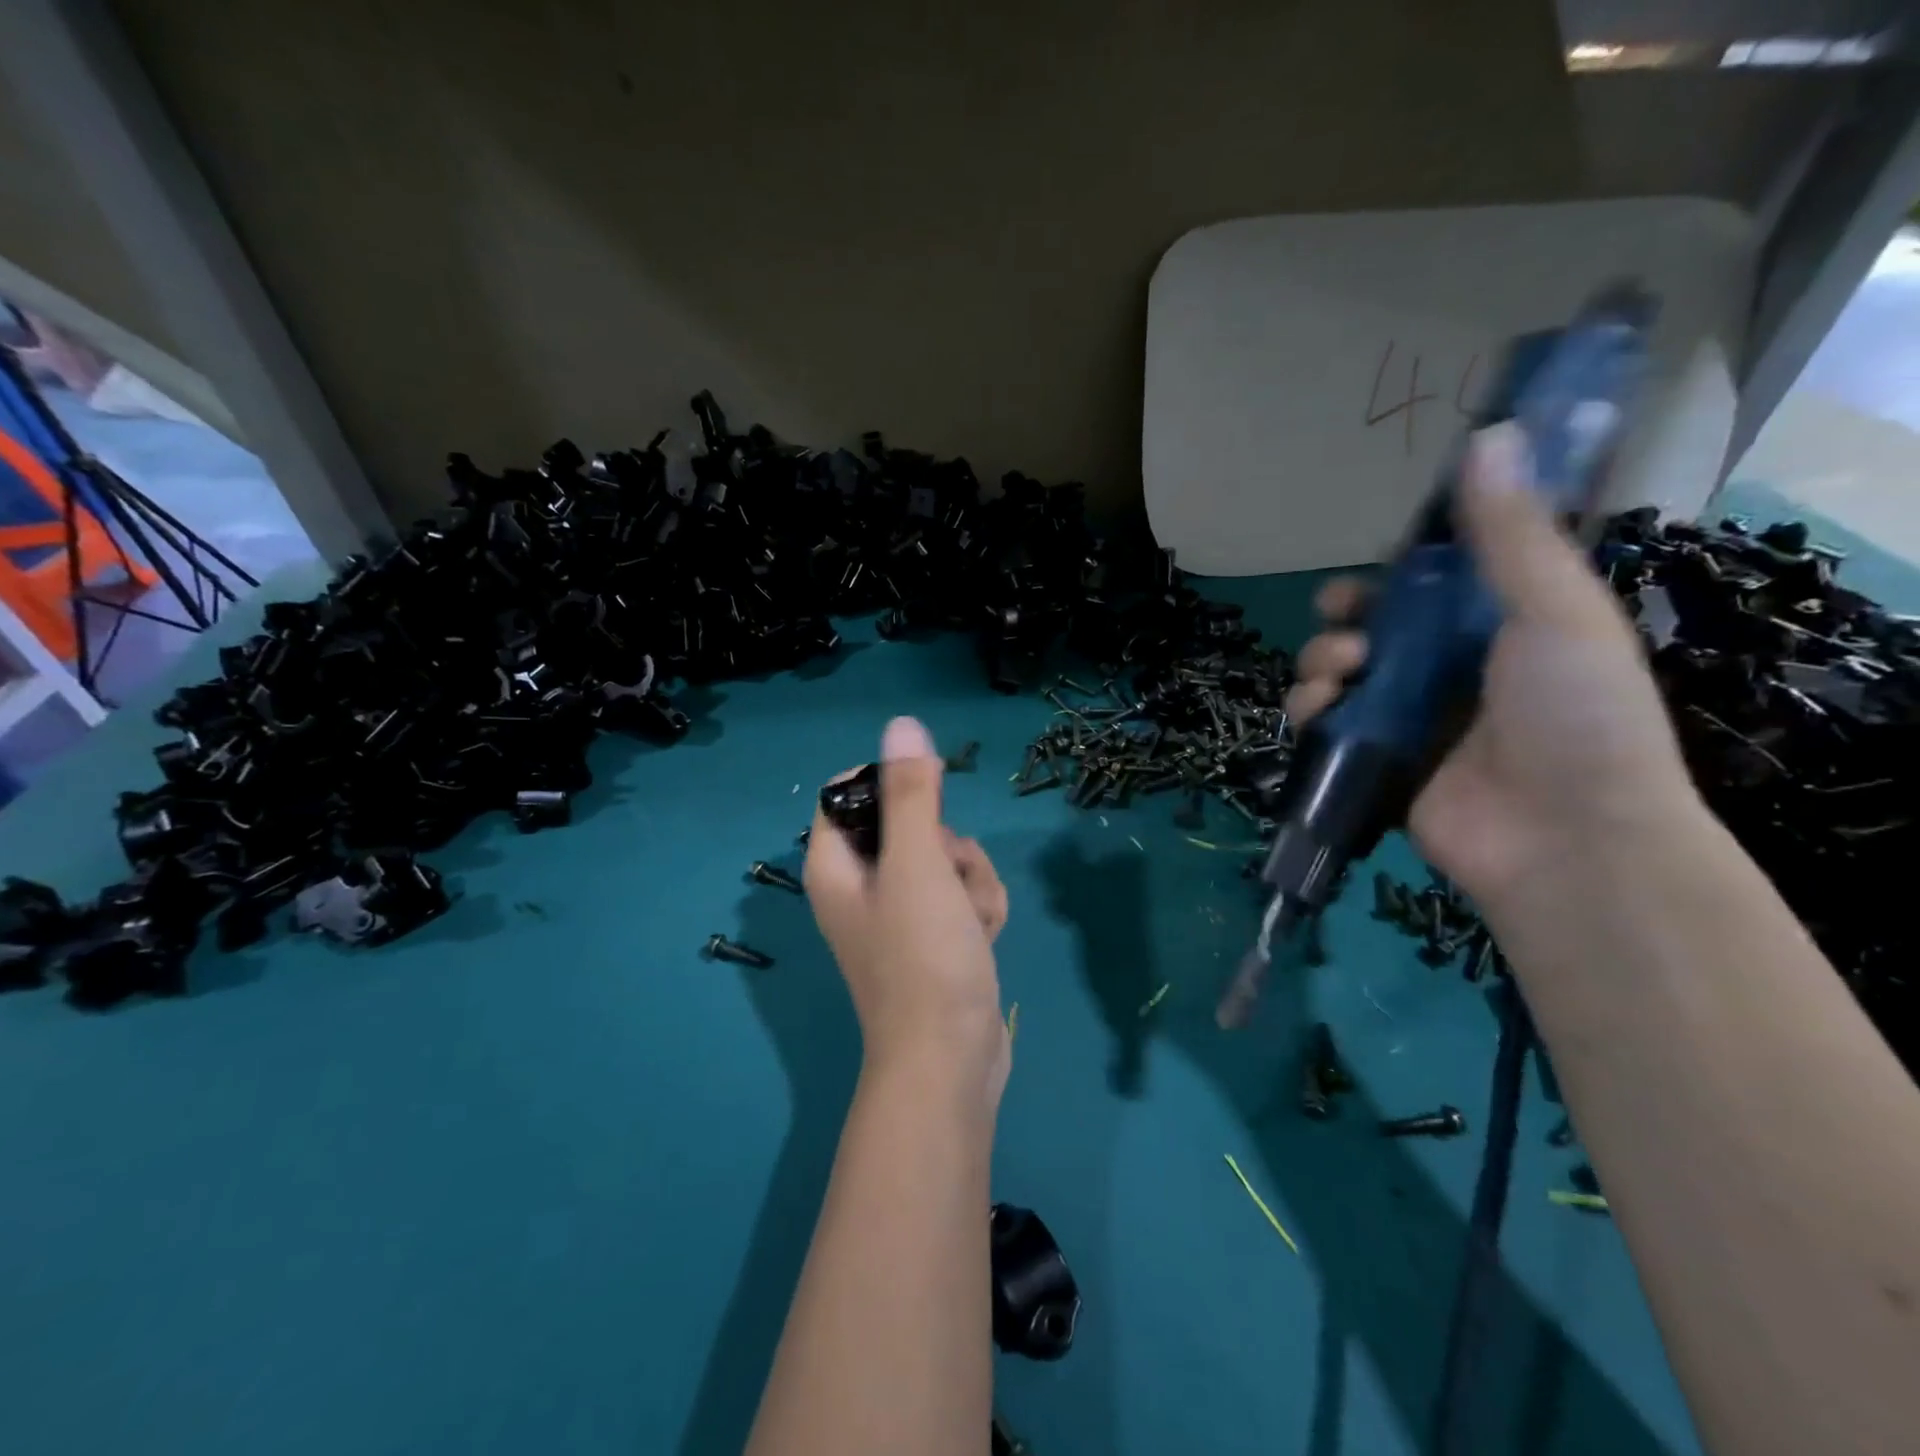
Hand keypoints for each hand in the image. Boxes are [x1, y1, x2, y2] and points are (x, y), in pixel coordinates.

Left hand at [805, 718, 1010, 1106]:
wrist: (951, 1061)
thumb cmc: (923, 957)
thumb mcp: (918, 864)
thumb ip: (910, 793)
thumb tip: (901, 725)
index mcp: (835, 864)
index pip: (848, 791)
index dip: (890, 784)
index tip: (929, 795)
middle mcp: (860, 884)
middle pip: (909, 822)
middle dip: (948, 843)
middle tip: (950, 874)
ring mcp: (899, 912)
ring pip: (946, 857)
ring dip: (972, 879)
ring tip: (972, 920)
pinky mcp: (934, 935)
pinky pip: (961, 893)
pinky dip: (978, 907)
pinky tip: (984, 938)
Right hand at [1286, 423, 1702, 909]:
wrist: (1568, 838)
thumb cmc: (1577, 714)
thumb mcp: (1553, 608)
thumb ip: (1510, 533)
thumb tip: (1493, 432)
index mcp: (1495, 628)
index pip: (1430, 585)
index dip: (1395, 568)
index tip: (1377, 562)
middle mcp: (1446, 670)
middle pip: (1371, 626)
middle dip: (1344, 616)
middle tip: (1344, 618)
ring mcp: (1406, 718)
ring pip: (1336, 671)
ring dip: (1322, 658)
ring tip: (1342, 669)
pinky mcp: (1372, 761)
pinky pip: (1322, 723)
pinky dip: (1310, 709)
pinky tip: (1321, 706)